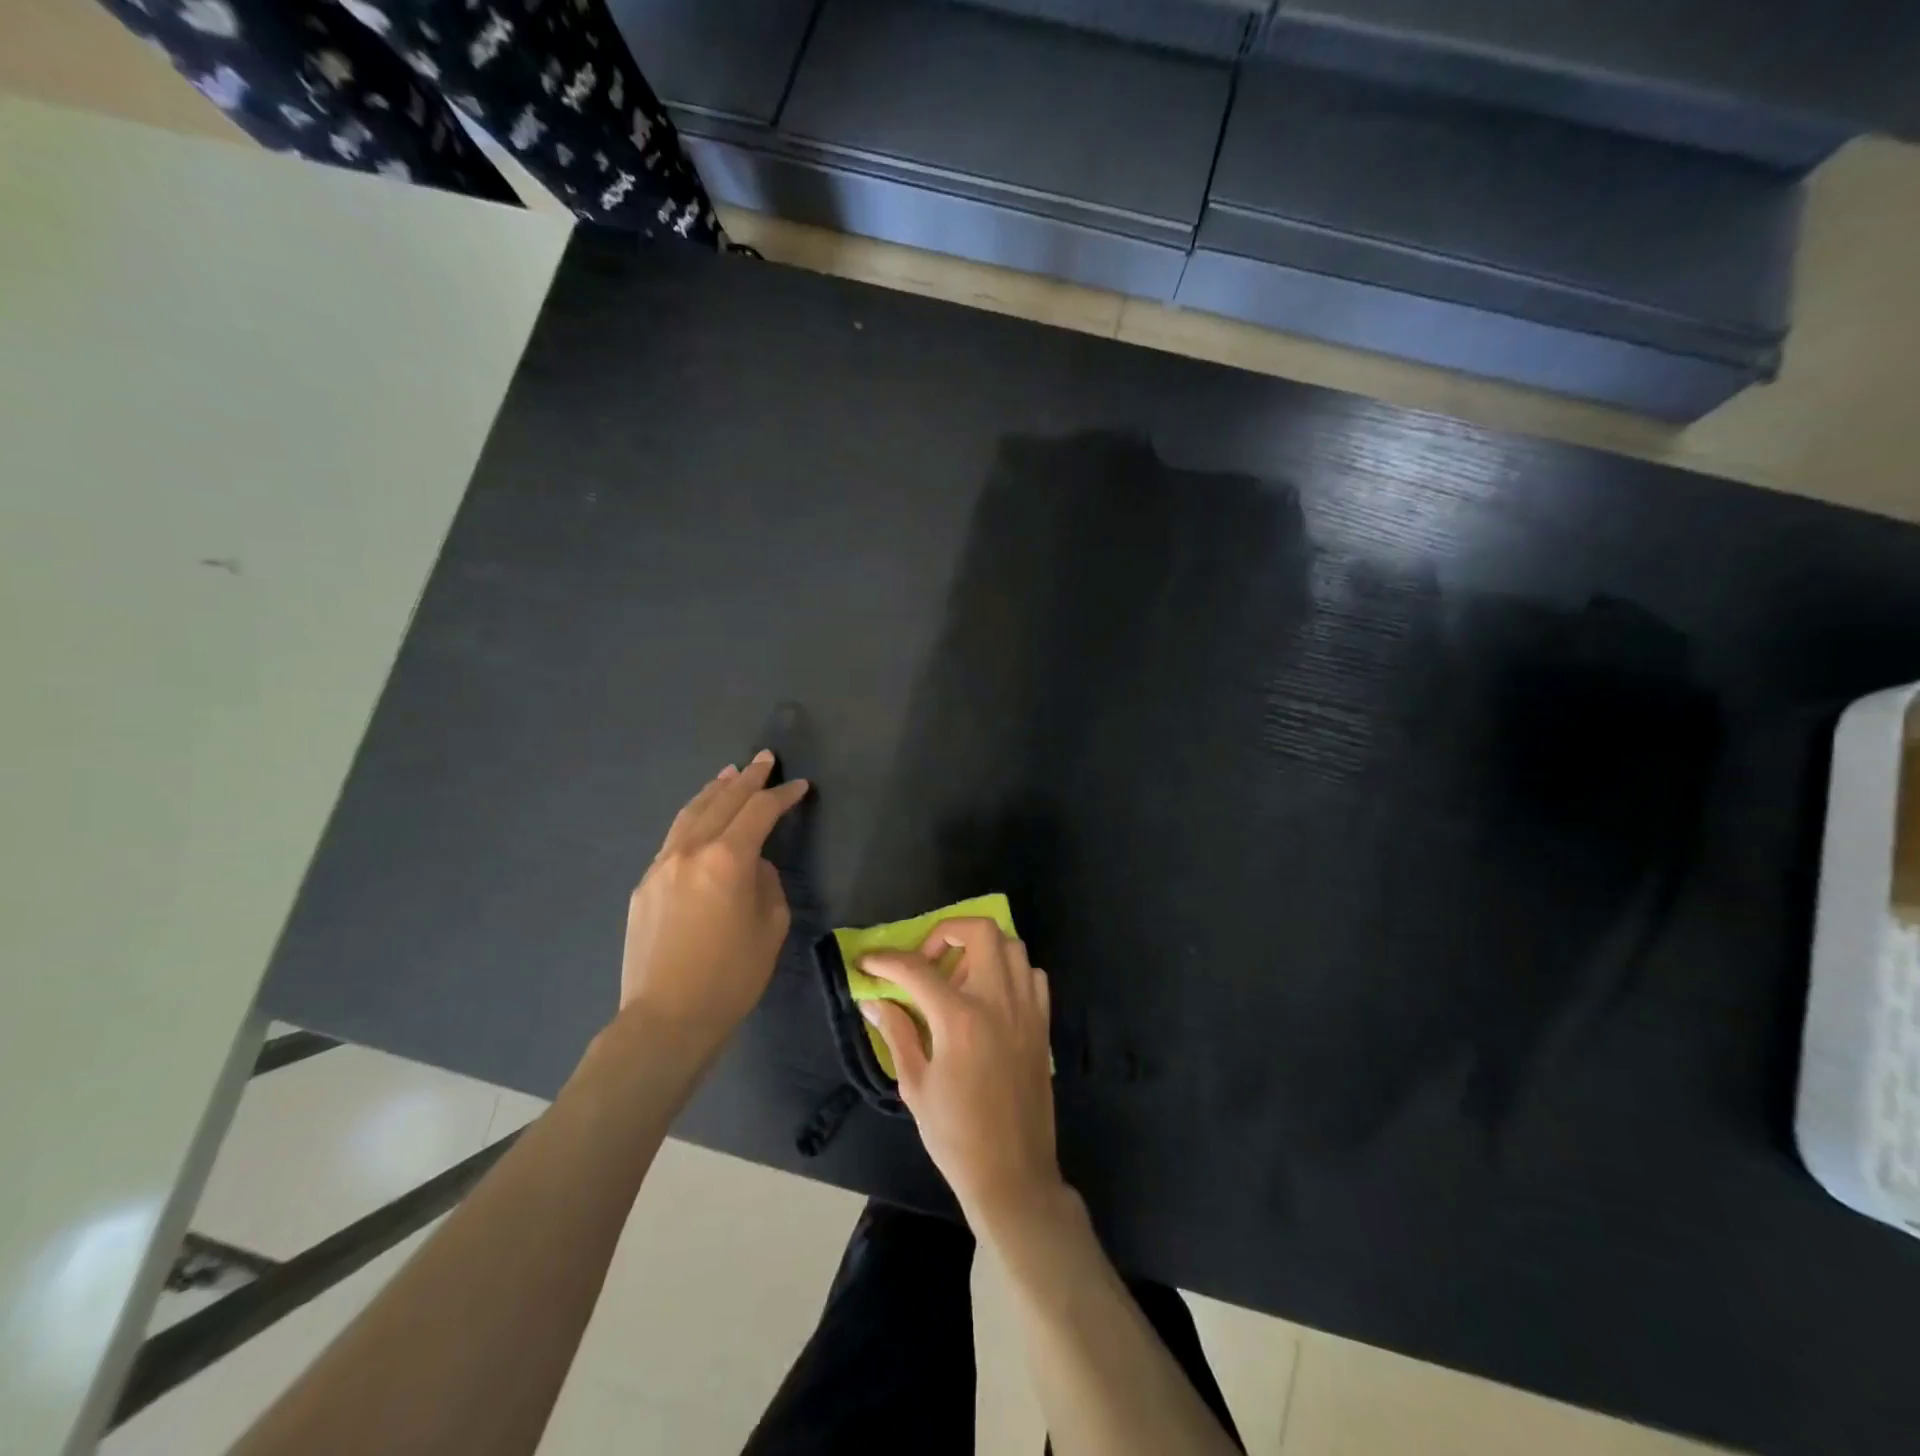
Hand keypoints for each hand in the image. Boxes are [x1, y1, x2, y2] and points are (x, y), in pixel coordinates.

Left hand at [619, 751, 808, 1062]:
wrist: (666, 1019)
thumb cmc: (731, 977)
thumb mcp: (770, 927)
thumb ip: (766, 883)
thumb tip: (752, 866)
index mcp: (728, 859)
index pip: (760, 811)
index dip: (783, 795)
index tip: (800, 786)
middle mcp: (690, 851)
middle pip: (723, 801)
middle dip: (748, 778)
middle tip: (764, 759)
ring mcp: (661, 865)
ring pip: (691, 814)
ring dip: (714, 791)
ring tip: (729, 773)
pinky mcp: (644, 885)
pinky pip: (673, 839)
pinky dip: (693, 819)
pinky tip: (700, 820)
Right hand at [859, 919, 1062, 1231]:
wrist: (1013, 1174)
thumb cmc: (956, 1136)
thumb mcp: (915, 1085)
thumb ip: (896, 1032)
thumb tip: (873, 1000)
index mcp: (960, 1019)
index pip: (917, 969)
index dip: (886, 960)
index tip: (867, 961)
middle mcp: (998, 1001)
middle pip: (979, 931)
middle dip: (945, 933)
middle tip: (926, 962)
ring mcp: (1026, 1009)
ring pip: (1010, 945)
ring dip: (979, 948)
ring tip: (957, 978)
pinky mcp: (1042, 1023)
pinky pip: (1032, 975)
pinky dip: (1010, 971)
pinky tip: (990, 996)